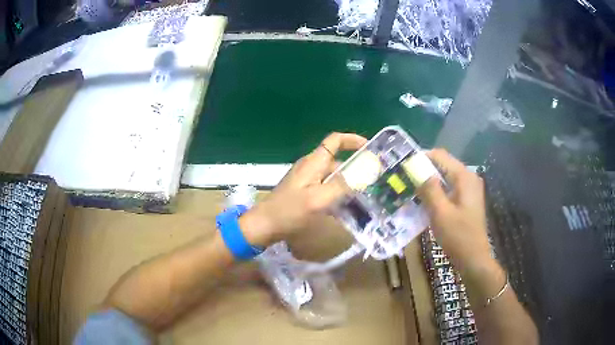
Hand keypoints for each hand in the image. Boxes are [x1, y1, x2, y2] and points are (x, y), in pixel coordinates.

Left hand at [240, 133, 367, 246]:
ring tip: (365, 197)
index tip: (371, 148)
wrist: (264, 225)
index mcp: (314, 162)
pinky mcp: (303, 192)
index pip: (335, 140)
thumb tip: (366, 171)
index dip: (353, 140)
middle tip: (373, 180)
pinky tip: (346, 209)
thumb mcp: (319, 198)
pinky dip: (337, 193)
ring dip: (347, 183)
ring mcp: (306, 180)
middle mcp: (310, 167)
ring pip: (332, 176)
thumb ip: (343, 184)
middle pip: (337, 160)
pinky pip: (325, 188)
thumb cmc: (290, 211)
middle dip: (355, 167)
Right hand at [417, 149, 491, 270]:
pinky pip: (449, 187)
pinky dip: (437, 190)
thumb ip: (429, 189)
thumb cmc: (458, 236)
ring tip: (411, 189)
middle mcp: (469, 178)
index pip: (440, 156)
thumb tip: (417, 170)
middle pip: (443, 165)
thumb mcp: (440, 213)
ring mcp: (469, 189)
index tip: (404, 166)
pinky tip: (425, 200)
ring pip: (446, 177)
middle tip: (405, 179)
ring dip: (429, 181)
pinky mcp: (467, 199)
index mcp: (464, 177)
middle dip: (424, 169)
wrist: (473, 258)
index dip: (421, 157)